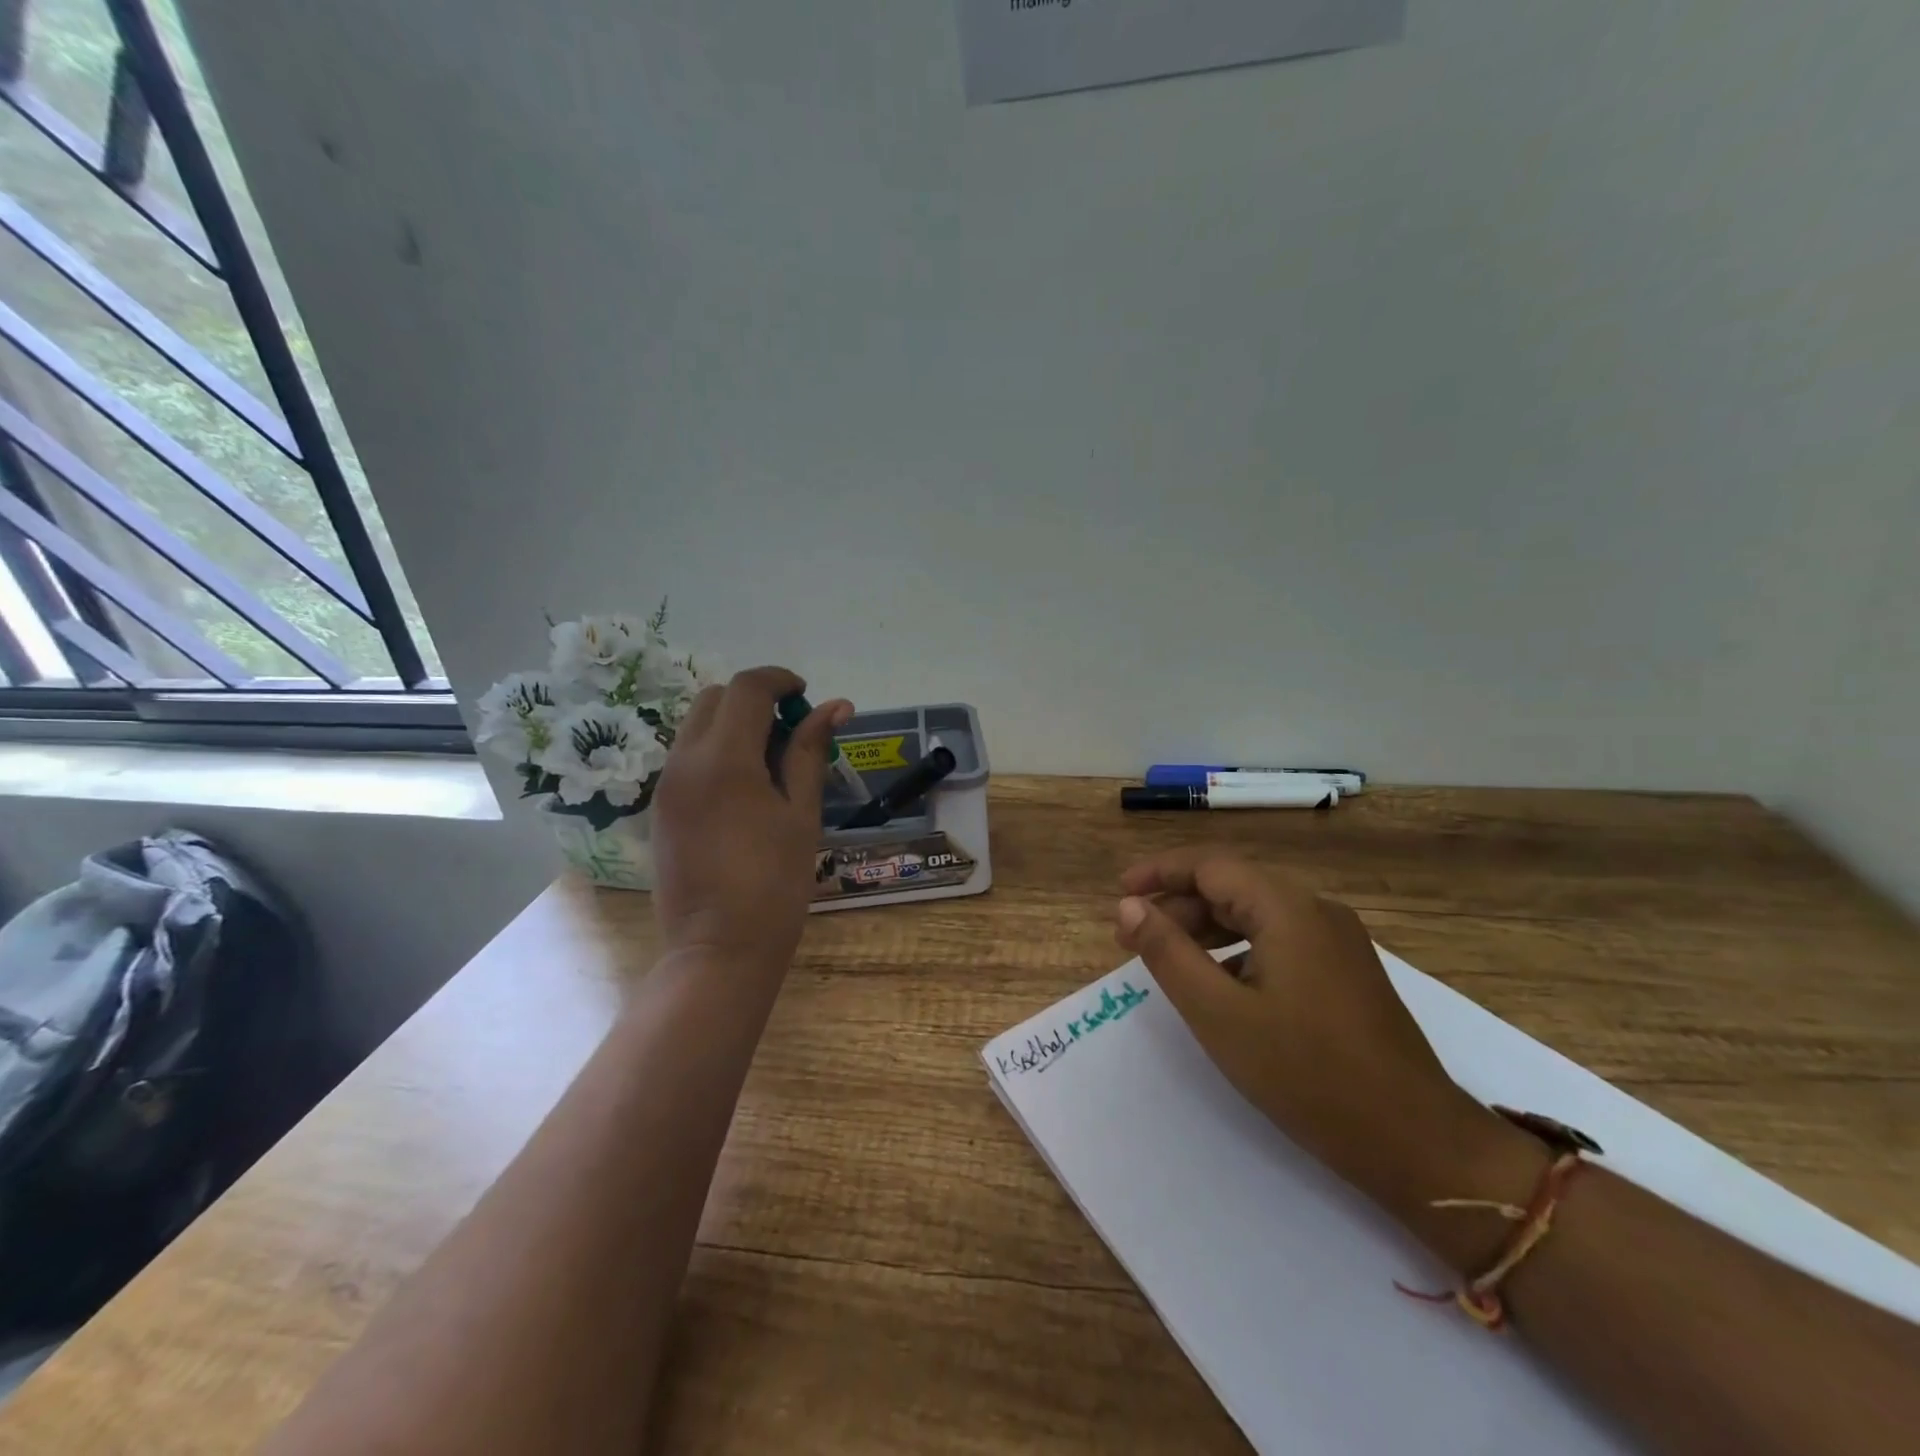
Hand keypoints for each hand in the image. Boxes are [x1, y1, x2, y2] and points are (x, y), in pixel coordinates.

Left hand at [650, 667, 852, 971]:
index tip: (806, 697)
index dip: (780, 681)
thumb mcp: (801, 814)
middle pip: (715, 699)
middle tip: (791, 731)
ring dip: (733, 724)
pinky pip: (685, 756)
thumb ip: (810, 752)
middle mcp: (684, 761)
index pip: (747, 689)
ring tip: (770, 763)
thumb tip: (835, 707)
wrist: (718, 949)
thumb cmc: (774, 883)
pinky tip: (744, 789)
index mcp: (724, 760)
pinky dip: (715, 750)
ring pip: (695, 726)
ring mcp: (665, 785)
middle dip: (754, 700)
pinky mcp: (659, 807)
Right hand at [1114, 848, 1500, 1216]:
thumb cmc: (1307, 1075)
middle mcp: (1316, 910)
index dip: (1159, 873)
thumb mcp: (1219, 1014)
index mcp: (1287, 908)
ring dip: (1205, 928)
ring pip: (1255, 914)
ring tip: (1166, 958)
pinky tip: (1218, 984)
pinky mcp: (1346, 971)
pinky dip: (1237, 950)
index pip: (1209, 865)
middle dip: (1177, 906)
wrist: (1417, 1144)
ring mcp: (1337, 941)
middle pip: (1232, 886)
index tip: (1119, 894)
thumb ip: (1167, 952)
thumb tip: (1129, 906)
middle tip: (1131, 939)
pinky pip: (1279, 940)